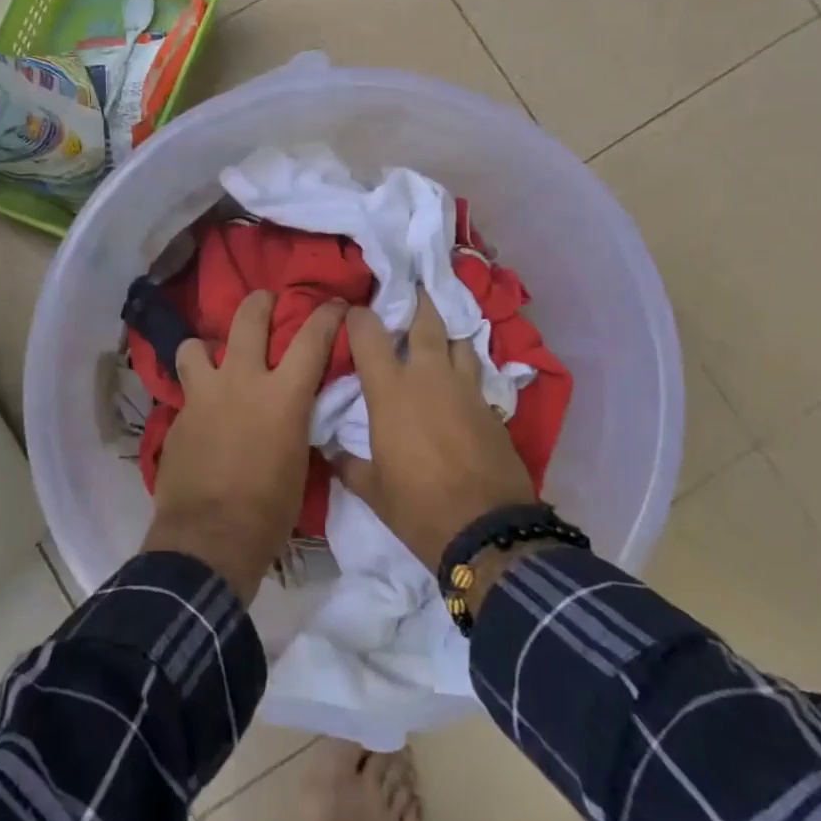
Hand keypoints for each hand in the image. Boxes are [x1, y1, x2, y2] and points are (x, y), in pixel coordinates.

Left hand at [143, 291, 345, 603]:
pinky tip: (202, 414)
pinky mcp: (177, 416)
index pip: (311, 338)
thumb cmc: (269, 510)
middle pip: (248, 318)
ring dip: (207, 348)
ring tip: (214, 360)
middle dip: (260, 302)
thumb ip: (295, 421)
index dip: (326, 314)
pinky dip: (197, 393)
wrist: (210, 538)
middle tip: (266, 301)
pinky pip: (186, 390)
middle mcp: (242, 381)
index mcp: (283, 395)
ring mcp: (203, 395)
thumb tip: (292, 408)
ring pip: (195, 345)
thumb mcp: (299, 461)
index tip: (334, 304)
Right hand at [341, 291, 535, 572]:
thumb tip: (330, 451)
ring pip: (458, 341)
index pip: (369, 333)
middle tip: (410, 291)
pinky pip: (476, 371)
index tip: (352, 312)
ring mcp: (465, 388)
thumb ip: (347, 463)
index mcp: (391, 390)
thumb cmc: (418, 506)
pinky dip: (465, 365)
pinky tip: (459, 376)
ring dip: (446, 333)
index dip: (358, 316)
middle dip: (417, 301)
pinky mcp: (491, 405)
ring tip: (437, 335)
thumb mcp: (372, 489)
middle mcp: (428, 376)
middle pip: (426, 321)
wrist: (487, 529)